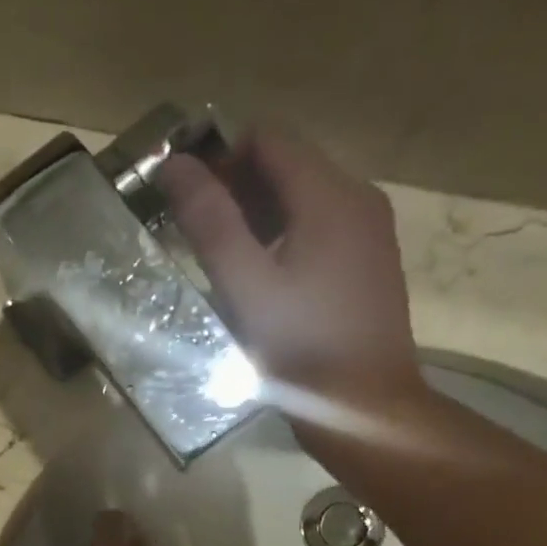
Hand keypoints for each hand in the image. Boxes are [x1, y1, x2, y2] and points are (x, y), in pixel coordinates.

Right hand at [162, 129, 429, 447]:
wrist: (365, 407)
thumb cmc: (302, 348)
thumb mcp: (246, 286)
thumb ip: (210, 222)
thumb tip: (175, 164)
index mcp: (330, 195)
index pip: (268, 139)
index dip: (221, 159)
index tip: (189, 201)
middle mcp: (359, 198)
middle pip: (289, 165)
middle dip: (239, 189)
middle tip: (200, 236)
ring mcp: (371, 231)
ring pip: (306, 199)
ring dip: (261, 217)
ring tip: (227, 262)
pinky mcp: (372, 263)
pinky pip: (323, 229)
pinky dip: (288, 238)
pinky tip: (266, 282)